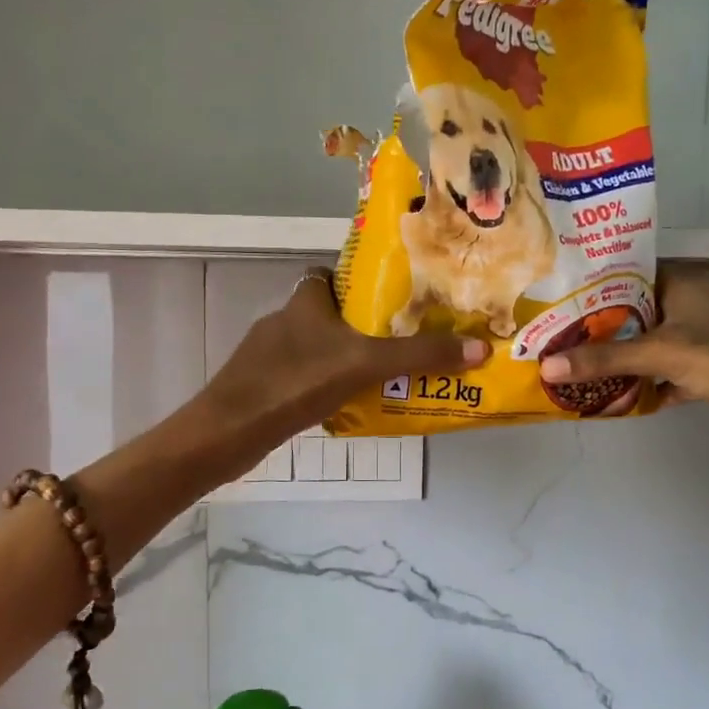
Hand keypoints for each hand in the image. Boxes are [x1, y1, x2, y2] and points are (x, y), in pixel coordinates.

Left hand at [201, 270, 487, 453]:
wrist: (228, 433)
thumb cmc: (294, 382)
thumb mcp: (365, 363)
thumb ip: (419, 355)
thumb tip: (480, 348)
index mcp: (304, 301)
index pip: (331, 275)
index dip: (359, 281)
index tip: (395, 296)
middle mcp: (285, 321)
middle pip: (332, 314)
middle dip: (365, 325)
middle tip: (405, 338)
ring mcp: (270, 356)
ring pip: (319, 348)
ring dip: (349, 357)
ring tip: (389, 373)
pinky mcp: (265, 387)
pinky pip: (307, 377)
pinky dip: (329, 385)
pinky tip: (352, 403)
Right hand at [537, 270, 708, 453]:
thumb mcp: (659, 353)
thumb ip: (604, 359)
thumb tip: (547, 366)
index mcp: (682, 282)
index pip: (627, 275)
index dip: (592, 288)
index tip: (556, 302)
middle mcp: (691, 303)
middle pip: (634, 313)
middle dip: (599, 329)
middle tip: (557, 338)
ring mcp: (701, 338)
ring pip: (649, 345)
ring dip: (620, 358)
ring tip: (575, 365)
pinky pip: (665, 373)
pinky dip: (643, 384)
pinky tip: (613, 397)